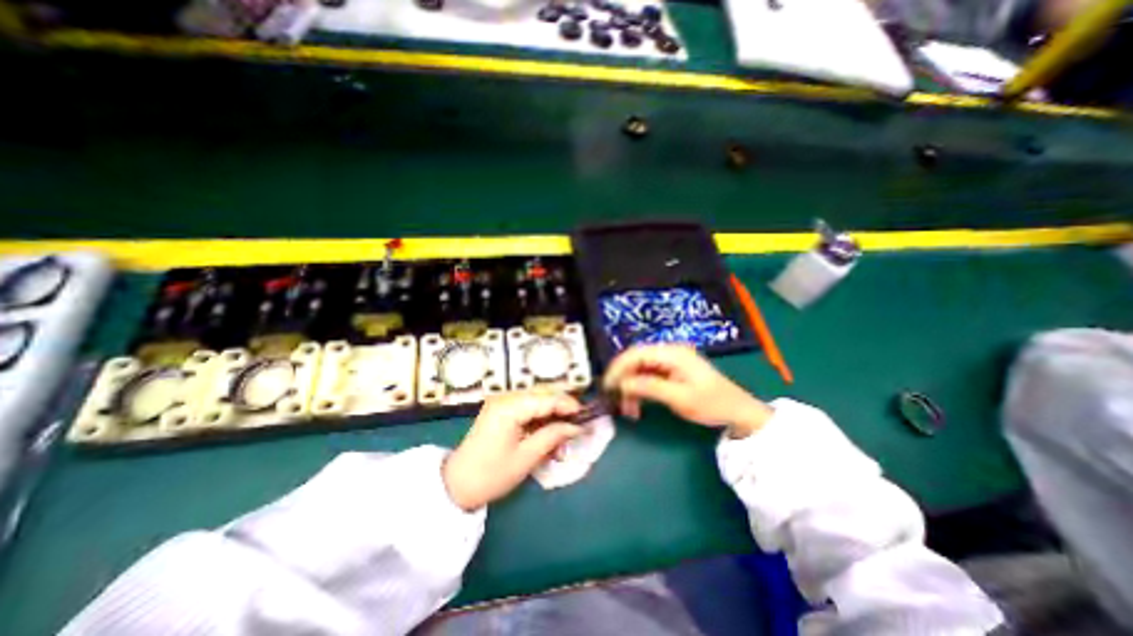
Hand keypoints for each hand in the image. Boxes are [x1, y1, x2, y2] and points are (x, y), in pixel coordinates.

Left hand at [441, 392, 583, 511]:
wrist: (456, 485)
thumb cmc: (491, 474)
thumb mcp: (527, 457)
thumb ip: (554, 436)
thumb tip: (578, 427)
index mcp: (510, 406)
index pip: (547, 398)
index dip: (570, 406)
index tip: (587, 417)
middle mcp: (506, 398)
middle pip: (544, 399)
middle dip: (561, 415)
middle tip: (576, 433)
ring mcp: (503, 404)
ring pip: (538, 406)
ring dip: (551, 423)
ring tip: (560, 447)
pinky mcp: (501, 412)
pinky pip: (528, 412)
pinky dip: (540, 425)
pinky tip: (547, 443)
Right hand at [607, 346, 773, 439]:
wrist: (738, 411)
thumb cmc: (712, 403)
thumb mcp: (680, 398)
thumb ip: (649, 387)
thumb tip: (622, 383)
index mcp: (672, 353)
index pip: (636, 354)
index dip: (618, 368)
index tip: (607, 386)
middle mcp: (668, 353)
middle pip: (635, 361)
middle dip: (623, 380)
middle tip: (614, 400)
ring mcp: (670, 362)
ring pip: (639, 371)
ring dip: (631, 389)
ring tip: (628, 411)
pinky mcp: (671, 373)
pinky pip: (648, 378)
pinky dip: (640, 391)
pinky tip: (637, 407)